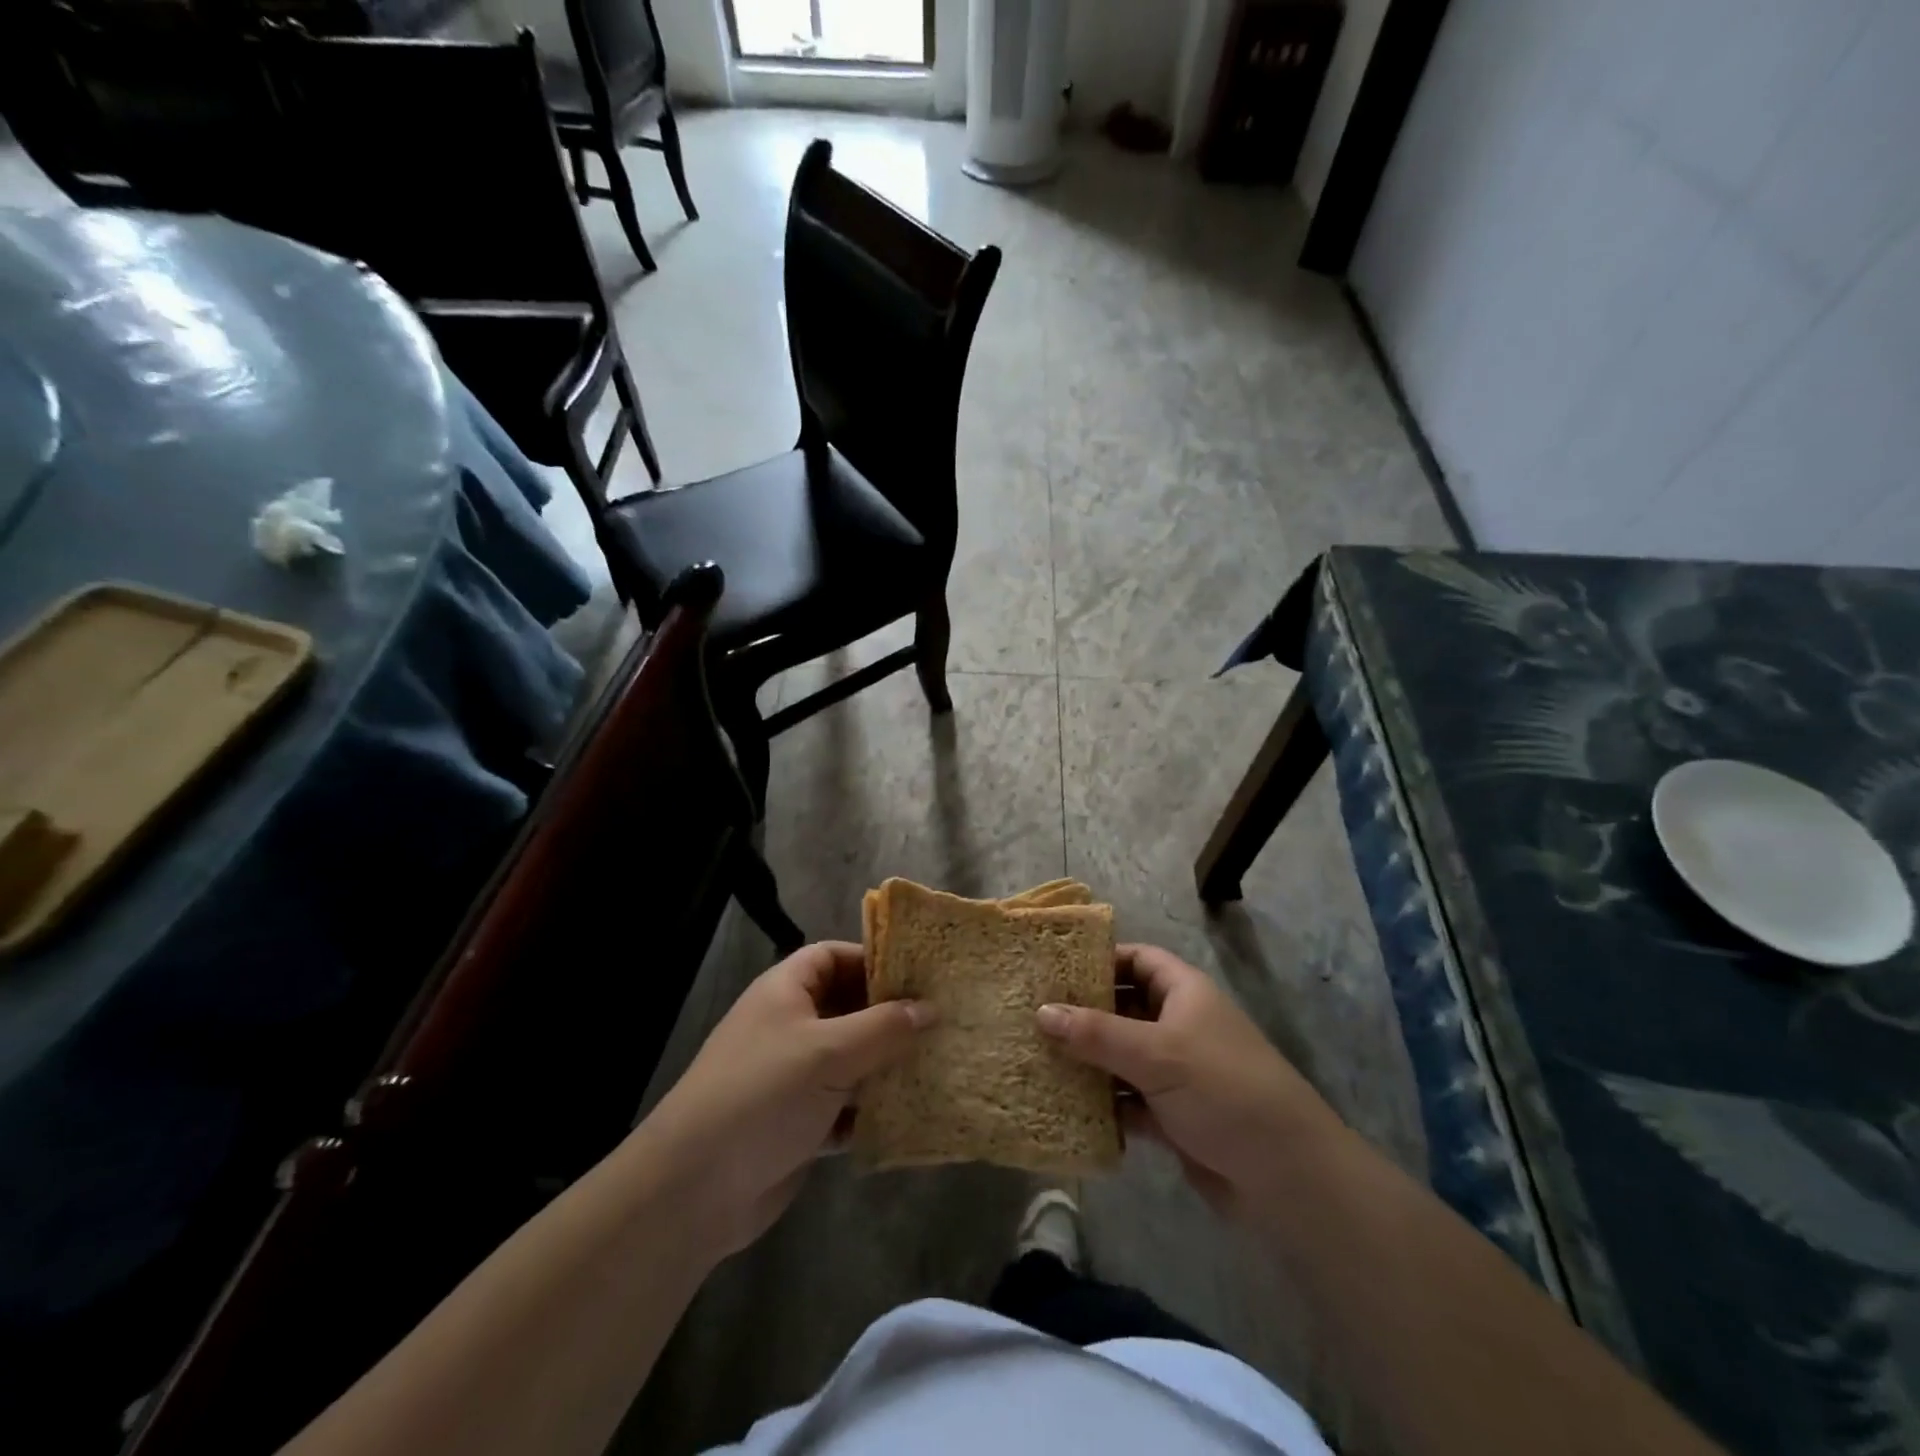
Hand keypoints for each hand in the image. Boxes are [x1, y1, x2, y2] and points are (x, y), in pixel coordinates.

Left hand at [635, 942, 930, 1256]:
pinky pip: (846, 1106)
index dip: (873, 960)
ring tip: (938, 1064)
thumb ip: (883, 1027)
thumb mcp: (829, 1052)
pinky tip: (910, 1114)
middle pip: (848, 1008)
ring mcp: (794, 1076)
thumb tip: (930, 1008)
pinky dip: (871, 1110)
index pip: (834, 956)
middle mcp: (790, 1026)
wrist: (694, 1189)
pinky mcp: (800, 1123)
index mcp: (786, 991)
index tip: (919, 975)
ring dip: (886, 1066)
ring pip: (851, 1059)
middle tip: (942, 1021)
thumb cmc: (763, 1095)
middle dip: (890, 1017)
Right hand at [1037, 944, 1342, 1222]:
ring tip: (1035, 1058)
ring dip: (1087, 1061)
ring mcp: (1176, 1072)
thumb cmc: (1223, 1089)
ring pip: (1121, 1056)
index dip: (1099, 959)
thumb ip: (1096, 1033)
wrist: (1287, 1176)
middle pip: (1123, 1008)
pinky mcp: (1172, 1116)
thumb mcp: (1156, 1054)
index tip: (1053, 969)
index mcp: (1184, 993)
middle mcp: (1179, 1025)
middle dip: (1082, 1013)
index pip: (1137, 959)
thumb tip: (1041, 1012)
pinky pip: (1127, 1099)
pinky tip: (1062, 1105)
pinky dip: (1102, 1102)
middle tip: (1031, 1015)